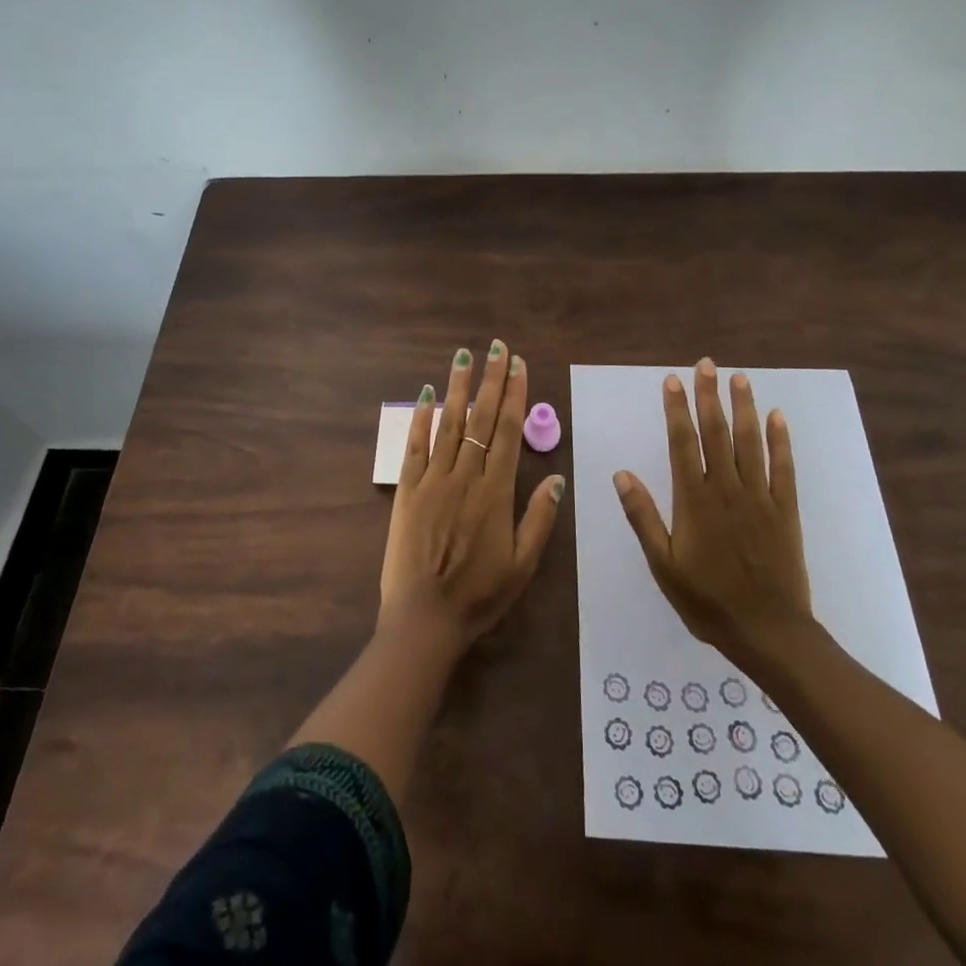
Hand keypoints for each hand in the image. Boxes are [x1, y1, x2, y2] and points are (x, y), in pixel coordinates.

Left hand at [380, 341, 565, 649]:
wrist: (425, 618)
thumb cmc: (479, 595)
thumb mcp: (523, 565)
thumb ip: (539, 519)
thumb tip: (558, 478)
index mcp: (496, 492)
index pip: (508, 431)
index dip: (514, 395)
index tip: (517, 366)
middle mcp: (465, 477)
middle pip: (480, 419)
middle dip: (490, 380)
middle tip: (496, 347)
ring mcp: (433, 480)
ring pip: (448, 424)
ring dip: (457, 388)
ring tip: (463, 356)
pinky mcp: (407, 490)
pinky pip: (414, 446)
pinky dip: (420, 418)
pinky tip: (426, 394)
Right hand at [612, 359, 811, 661]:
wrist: (768, 632)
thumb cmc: (707, 600)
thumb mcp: (662, 564)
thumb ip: (642, 516)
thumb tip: (621, 473)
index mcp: (694, 500)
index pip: (683, 442)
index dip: (677, 409)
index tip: (673, 381)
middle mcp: (726, 488)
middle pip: (716, 432)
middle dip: (709, 395)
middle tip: (706, 364)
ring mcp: (759, 497)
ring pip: (750, 441)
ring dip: (744, 407)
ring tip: (739, 377)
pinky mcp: (785, 509)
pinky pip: (783, 467)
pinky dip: (780, 440)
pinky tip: (777, 417)